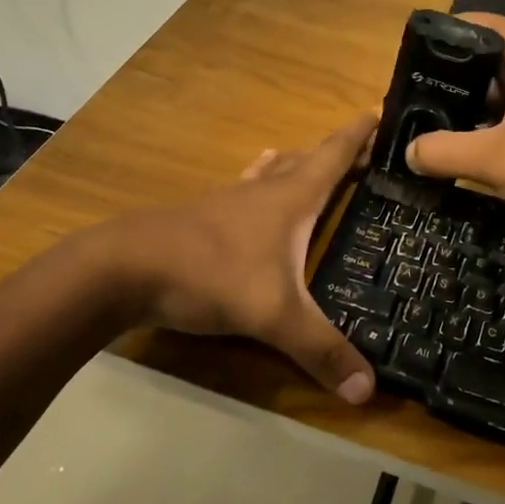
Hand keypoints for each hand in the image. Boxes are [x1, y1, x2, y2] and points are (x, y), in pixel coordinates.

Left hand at [102, 114, 378, 402]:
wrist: (125, 268)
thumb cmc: (210, 275)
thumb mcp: (273, 316)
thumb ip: (320, 350)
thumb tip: (367, 391)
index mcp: (290, 199)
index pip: (333, 156)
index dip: (358, 135)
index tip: (379, 112)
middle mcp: (263, 190)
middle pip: (307, 160)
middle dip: (337, 154)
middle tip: (364, 156)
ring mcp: (229, 200)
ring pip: (273, 172)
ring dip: (298, 165)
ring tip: (311, 162)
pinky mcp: (203, 217)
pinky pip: (246, 189)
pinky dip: (261, 182)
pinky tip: (251, 188)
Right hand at [404, 13, 504, 251]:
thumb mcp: (495, 160)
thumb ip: (442, 150)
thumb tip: (407, 152)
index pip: (476, 24)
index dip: (439, 40)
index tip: (404, 64)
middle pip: (484, 58)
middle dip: (447, 81)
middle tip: (406, 103)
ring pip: (498, 92)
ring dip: (466, 110)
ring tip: (422, 127)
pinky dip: (488, 129)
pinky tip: (459, 150)